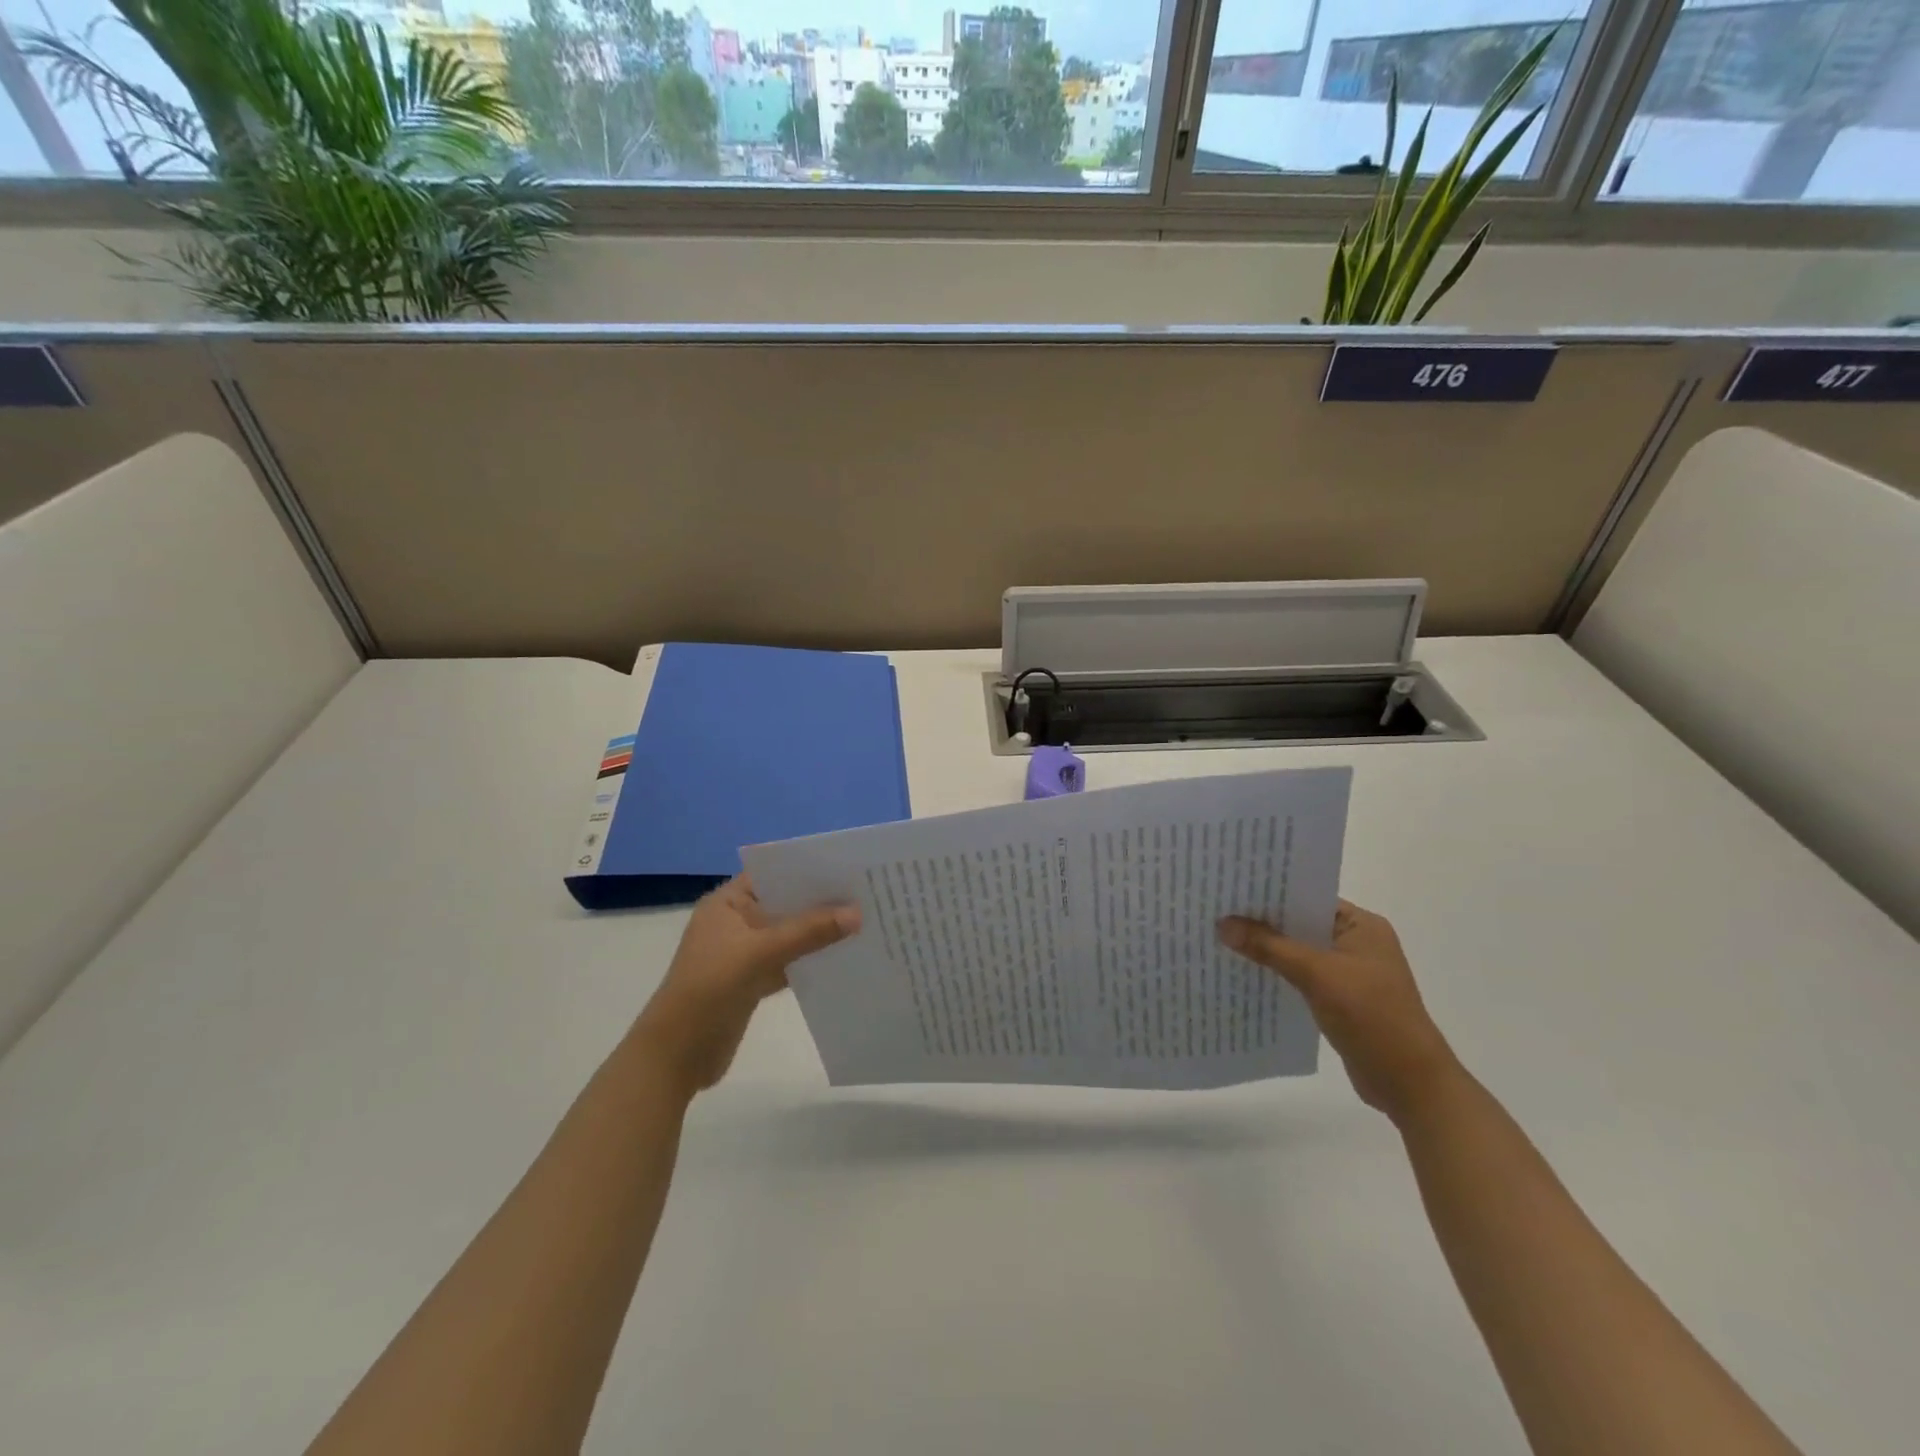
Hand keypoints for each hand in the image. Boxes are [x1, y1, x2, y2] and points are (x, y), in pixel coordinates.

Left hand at [633, 877, 859, 1096]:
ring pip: (789, 934)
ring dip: (819, 932)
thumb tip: (858, 913)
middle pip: (785, 904)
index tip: (850, 868)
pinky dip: (810, 959)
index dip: (808, 870)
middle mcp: (736, 921)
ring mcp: (744, 952)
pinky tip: (843, 957)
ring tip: (864, 923)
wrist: (676, 1055)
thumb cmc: (710, 989)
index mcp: (727, 903)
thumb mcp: (760, 953)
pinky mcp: (752, 981)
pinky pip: (788, 961)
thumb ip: (809, 932)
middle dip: (821, 902)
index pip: (773, 874)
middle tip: (867, 895)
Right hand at [1218, 900, 1463, 1123]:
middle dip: (1261, 921)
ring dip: (1266, 949)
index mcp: (1361, 926)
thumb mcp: (1317, 975)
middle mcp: (1356, 943)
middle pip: (1299, 924)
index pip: (1308, 897)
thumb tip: (1222, 924)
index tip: (1230, 887)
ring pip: (1297, 952)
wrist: (1410, 1084)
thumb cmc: (1372, 1016)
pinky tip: (1243, 973)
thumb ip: (1270, 947)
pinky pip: (1299, 976)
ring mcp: (1348, 973)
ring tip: (1220, 938)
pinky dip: (1276, 973)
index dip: (1270, 893)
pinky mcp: (1339, 999)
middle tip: (1215, 910)